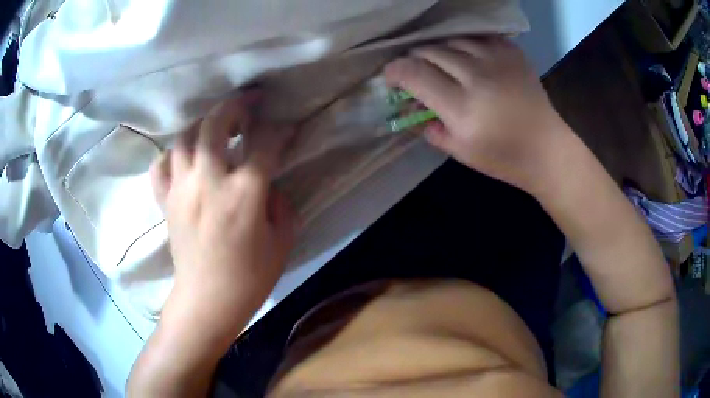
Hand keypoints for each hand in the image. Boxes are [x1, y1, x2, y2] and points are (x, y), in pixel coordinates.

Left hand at [150, 95, 294, 329]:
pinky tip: (183, 160)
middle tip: (248, 103)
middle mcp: (208, 181)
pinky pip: (160, 167)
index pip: (264, 143)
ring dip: (203, 126)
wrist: (208, 301)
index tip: (286, 127)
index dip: (279, 129)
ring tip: (216, 129)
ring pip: (185, 138)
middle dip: (235, 105)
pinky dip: (171, 157)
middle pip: (215, 124)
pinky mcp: (166, 202)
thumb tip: (269, 185)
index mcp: (243, 193)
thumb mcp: (281, 241)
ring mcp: (181, 189)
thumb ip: (280, 204)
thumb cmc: (249, 277)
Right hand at [384, 37, 569, 191]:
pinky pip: (477, 37)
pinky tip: (467, 57)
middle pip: (430, 51)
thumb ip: (429, 127)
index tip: (391, 78)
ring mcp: (498, 60)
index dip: (395, 71)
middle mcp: (478, 77)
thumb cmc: (504, 158)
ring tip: (441, 64)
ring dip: (439, 51)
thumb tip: (410, 105)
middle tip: (416, 72)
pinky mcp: (513, 52)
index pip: (414, 74)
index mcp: (463, 109)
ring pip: (451, 40)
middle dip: (414, 60)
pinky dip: (465, 45)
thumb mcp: (460, 152)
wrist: (547, 149)